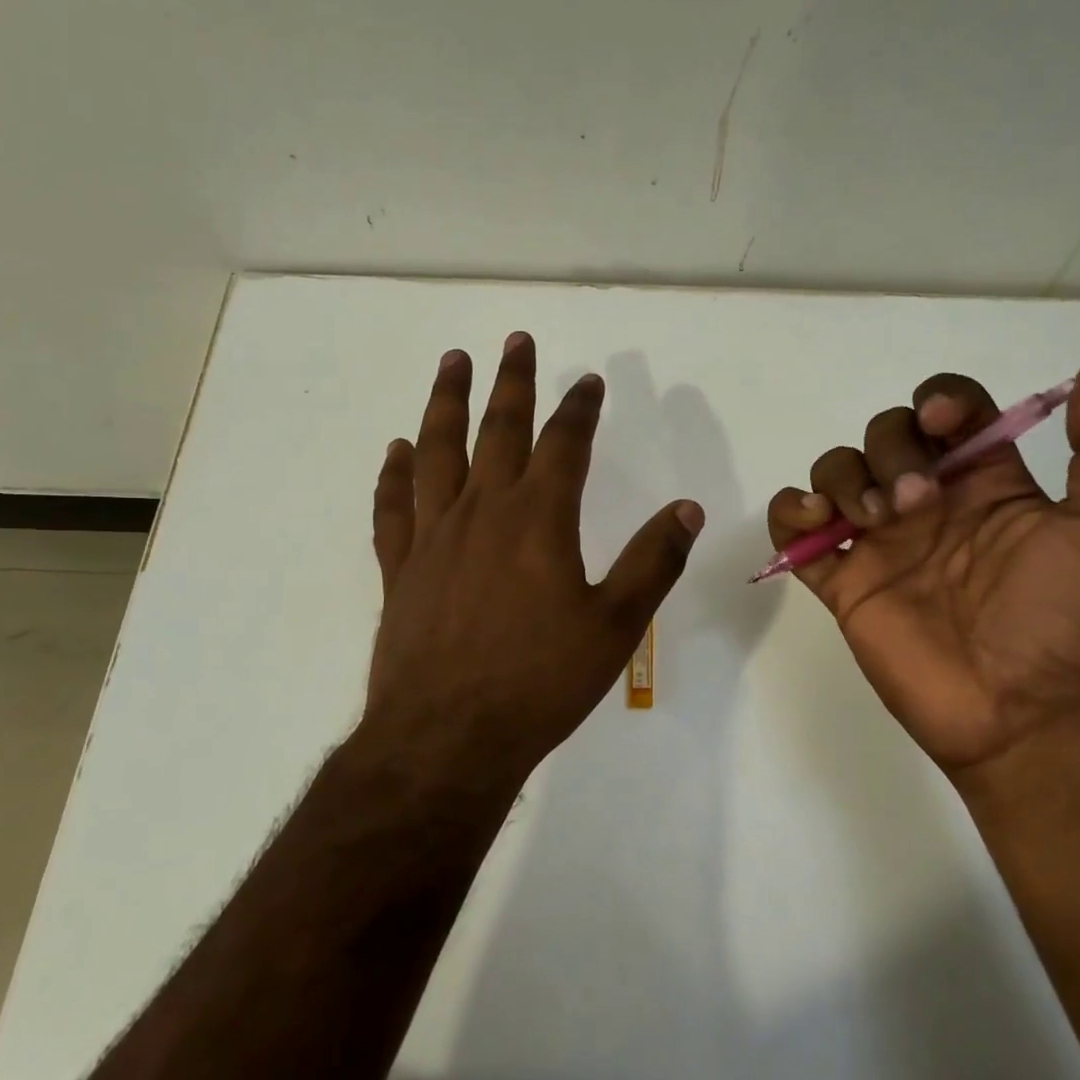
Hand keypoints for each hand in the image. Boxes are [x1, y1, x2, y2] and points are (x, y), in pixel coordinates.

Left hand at [366, 333, 703, 776]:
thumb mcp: (615, 626)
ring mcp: (434, 537)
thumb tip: (686, 509)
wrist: (449, 738)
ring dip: (446, 402)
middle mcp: (483, 512)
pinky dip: (393, 473)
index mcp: (538, 520)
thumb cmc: (540, 682)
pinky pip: (393, 506)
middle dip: (511, 382)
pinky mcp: (400, 569)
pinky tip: (396, 450)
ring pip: (437, 451)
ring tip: (452, 362)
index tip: (588, 382)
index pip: (564, 444)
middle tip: (515, 341)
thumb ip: (651, 562)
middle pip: (498, 429)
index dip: (579, 408)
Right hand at [766, 359, 1079, 782]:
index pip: (950, 410)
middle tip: (916, 504)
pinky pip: (792, 529)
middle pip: (885, 433)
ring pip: (836, 470)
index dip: (940, 399)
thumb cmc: (1066, 619)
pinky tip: (815, 522)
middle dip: (892, 451)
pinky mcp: (841, 580)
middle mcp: (928, 502)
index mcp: (985, 482)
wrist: (1020, 711)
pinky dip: (789, 512)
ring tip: (871, 522)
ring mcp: (880, 541)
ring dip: (844, 478)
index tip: (942, 423)